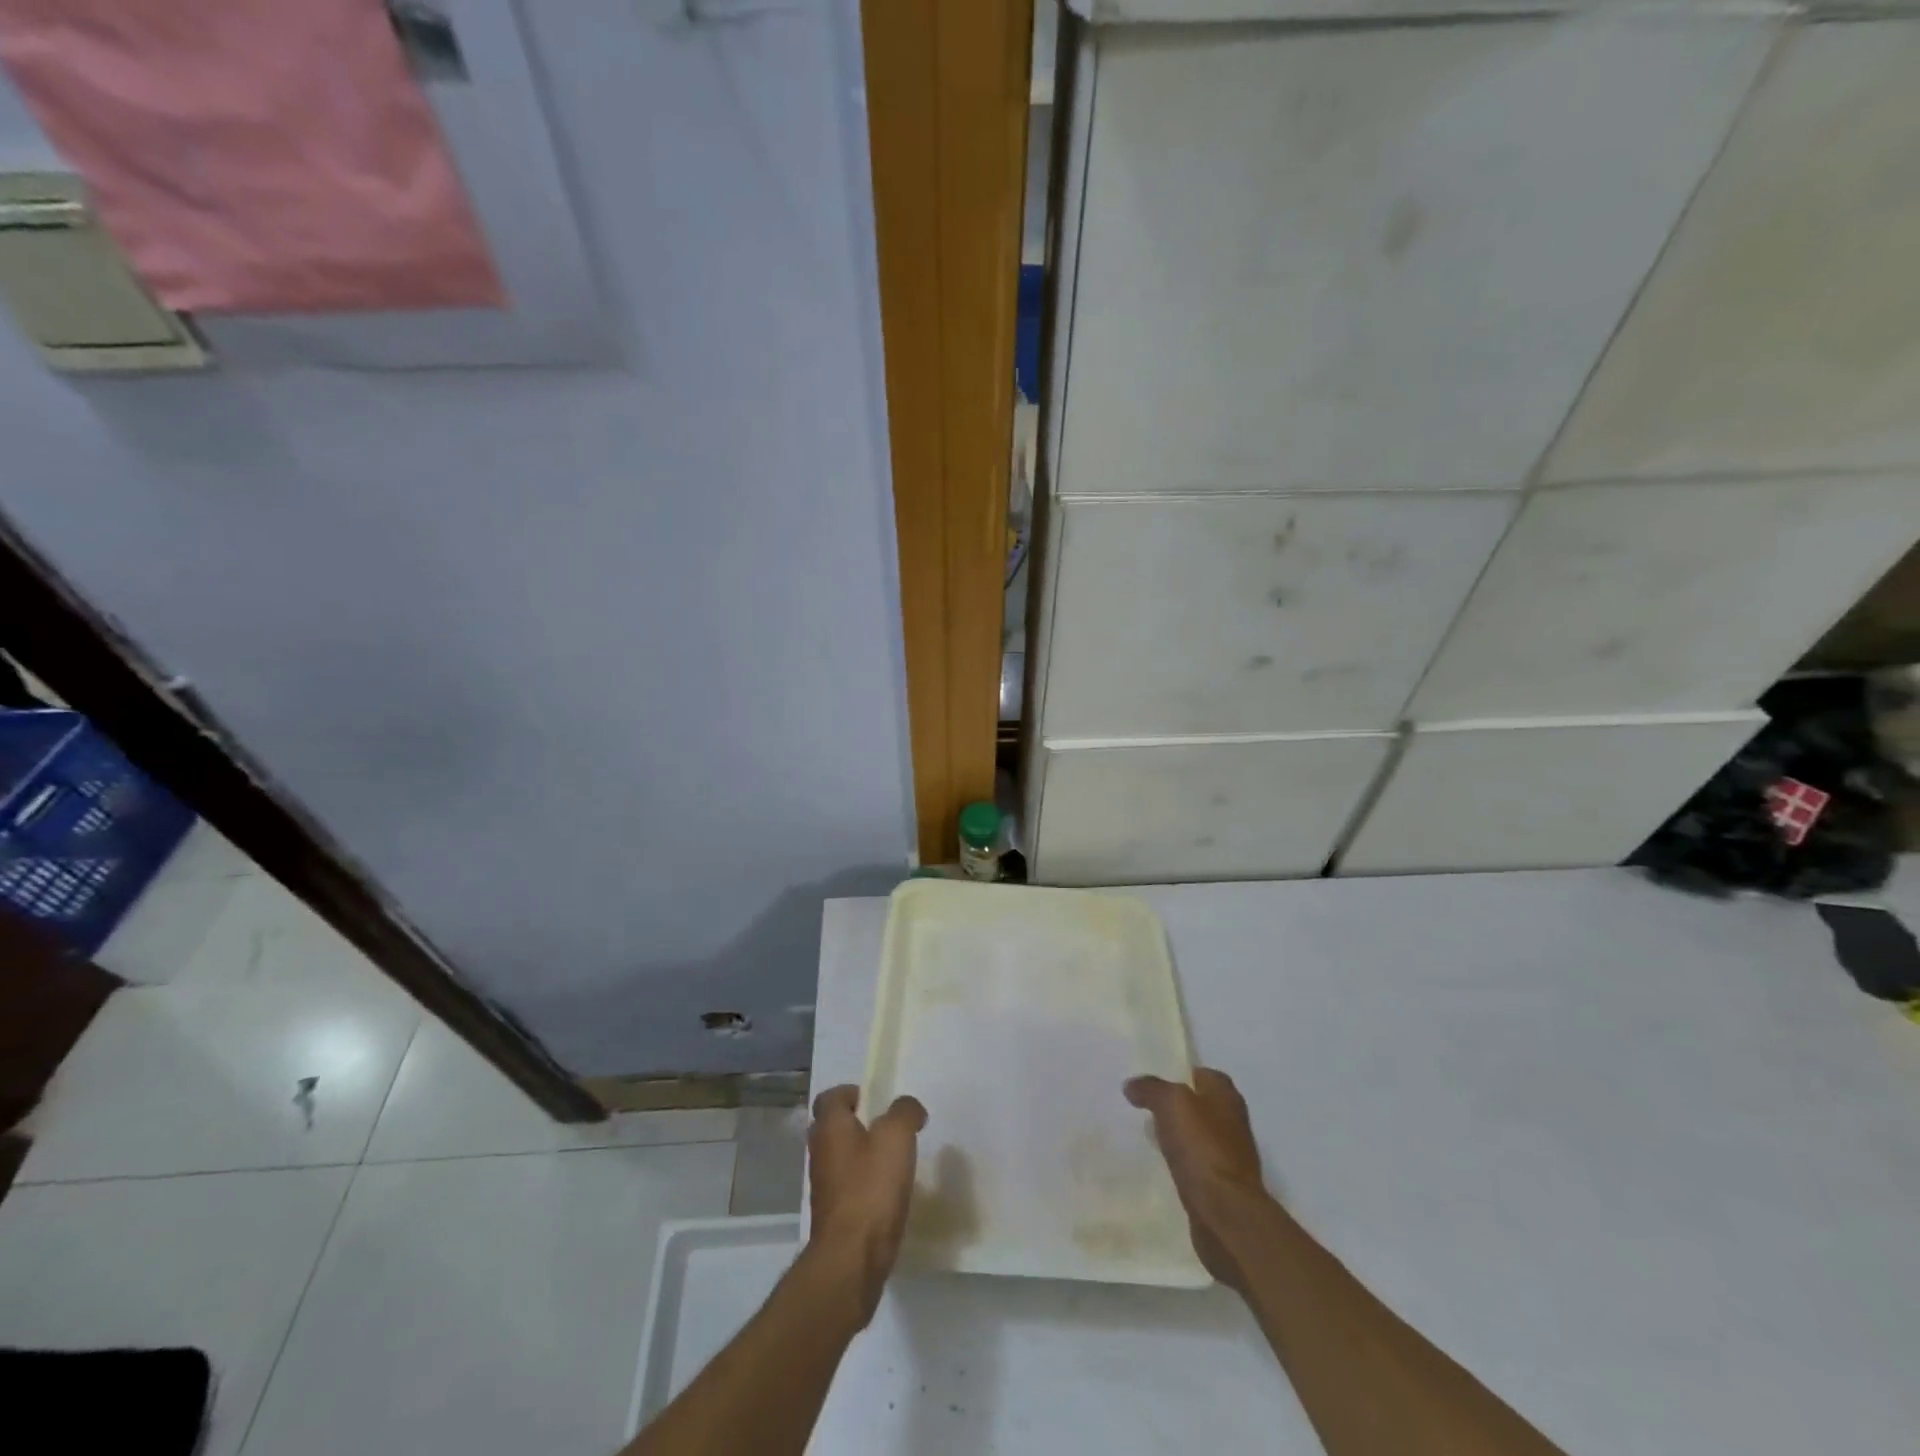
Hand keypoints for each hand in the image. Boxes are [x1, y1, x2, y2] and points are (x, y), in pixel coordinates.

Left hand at [805, 1085, 926, 1323]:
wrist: (851, 1259)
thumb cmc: (871, 1188)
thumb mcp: (896, 1137)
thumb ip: (904, 1112)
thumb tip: (908, 1108)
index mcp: (830, 1127)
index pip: (831, 1097)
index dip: (852, 1093)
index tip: (877, 1101)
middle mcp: (820, 1152)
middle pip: (835, 1126)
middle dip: (859, 1123)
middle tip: (888, 1127)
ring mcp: (823, 1186)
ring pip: (842, 1157)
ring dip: (863, 1155)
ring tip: (894, 1161)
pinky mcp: (833, 1215)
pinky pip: (848, 1187)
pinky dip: (865, 1184)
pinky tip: (889, 1193)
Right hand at [1125, 1068, 1270, 1289]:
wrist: (1226, 1213)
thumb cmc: (1202, 1148)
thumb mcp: (1171, 1103)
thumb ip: (1151, 1089)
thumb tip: (1132, 1085)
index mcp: (1226, 1096)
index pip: (1201, 1074)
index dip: (1177, 1074)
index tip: (1151, 1082)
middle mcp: (1232, 1121)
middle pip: (1199, 1105)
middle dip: (1175, 1106)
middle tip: (1144, 1107)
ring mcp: (1229, 1155)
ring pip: (1197, 1135)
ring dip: (1178, 1135)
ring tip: (1148, 1135)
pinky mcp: (1222, 1184)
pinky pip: (1196, 1163)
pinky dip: (1182, 1162)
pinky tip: (1163, 1164)